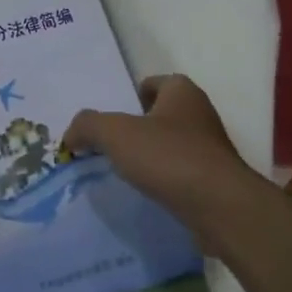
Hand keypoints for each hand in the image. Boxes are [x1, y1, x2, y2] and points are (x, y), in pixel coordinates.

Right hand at [62, 75, 264, 239]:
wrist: (221, 207)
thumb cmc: (170, 157)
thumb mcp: (116, 133)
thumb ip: (88, 126)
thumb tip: (71, 136)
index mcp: (182, 92)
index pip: (153, 83)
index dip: (131, 97)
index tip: (112, 119)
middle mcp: (200, 114)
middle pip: (160, 115)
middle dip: (137, 128)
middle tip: (110, 146)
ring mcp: (210, 149)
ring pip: (171, 145)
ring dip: (151, 156)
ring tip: (125, 173)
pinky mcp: (214, 180)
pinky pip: (181, 173)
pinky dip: (164, 180)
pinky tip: (147, 193)